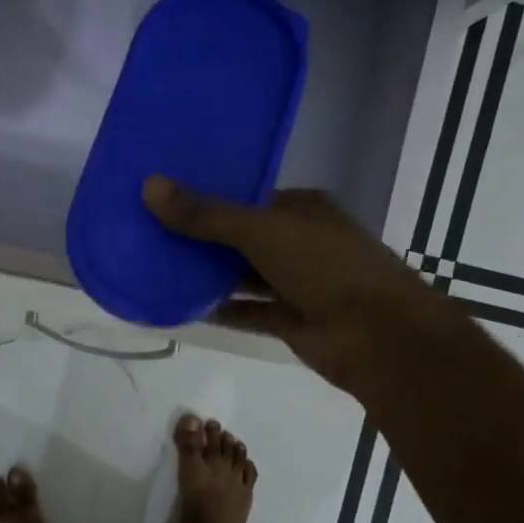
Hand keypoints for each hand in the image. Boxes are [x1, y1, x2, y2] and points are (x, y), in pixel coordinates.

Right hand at [142, 176, 431, 399]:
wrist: (377, 335)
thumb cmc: (325, 266)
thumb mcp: (262, 231)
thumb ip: (206, 215)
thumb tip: (150, 187)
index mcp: (300, 209)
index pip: (246, 197)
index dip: (206, 196)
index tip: (162, 196)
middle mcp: (297, 242)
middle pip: (239, 237)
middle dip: (199, 237)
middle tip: (146, 230)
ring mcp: (294, 283)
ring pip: (240, 275)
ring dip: (205, 274)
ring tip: (154, 265)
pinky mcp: (288, 319)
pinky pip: (245, 310)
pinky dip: (218, 309)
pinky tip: (179, 304)